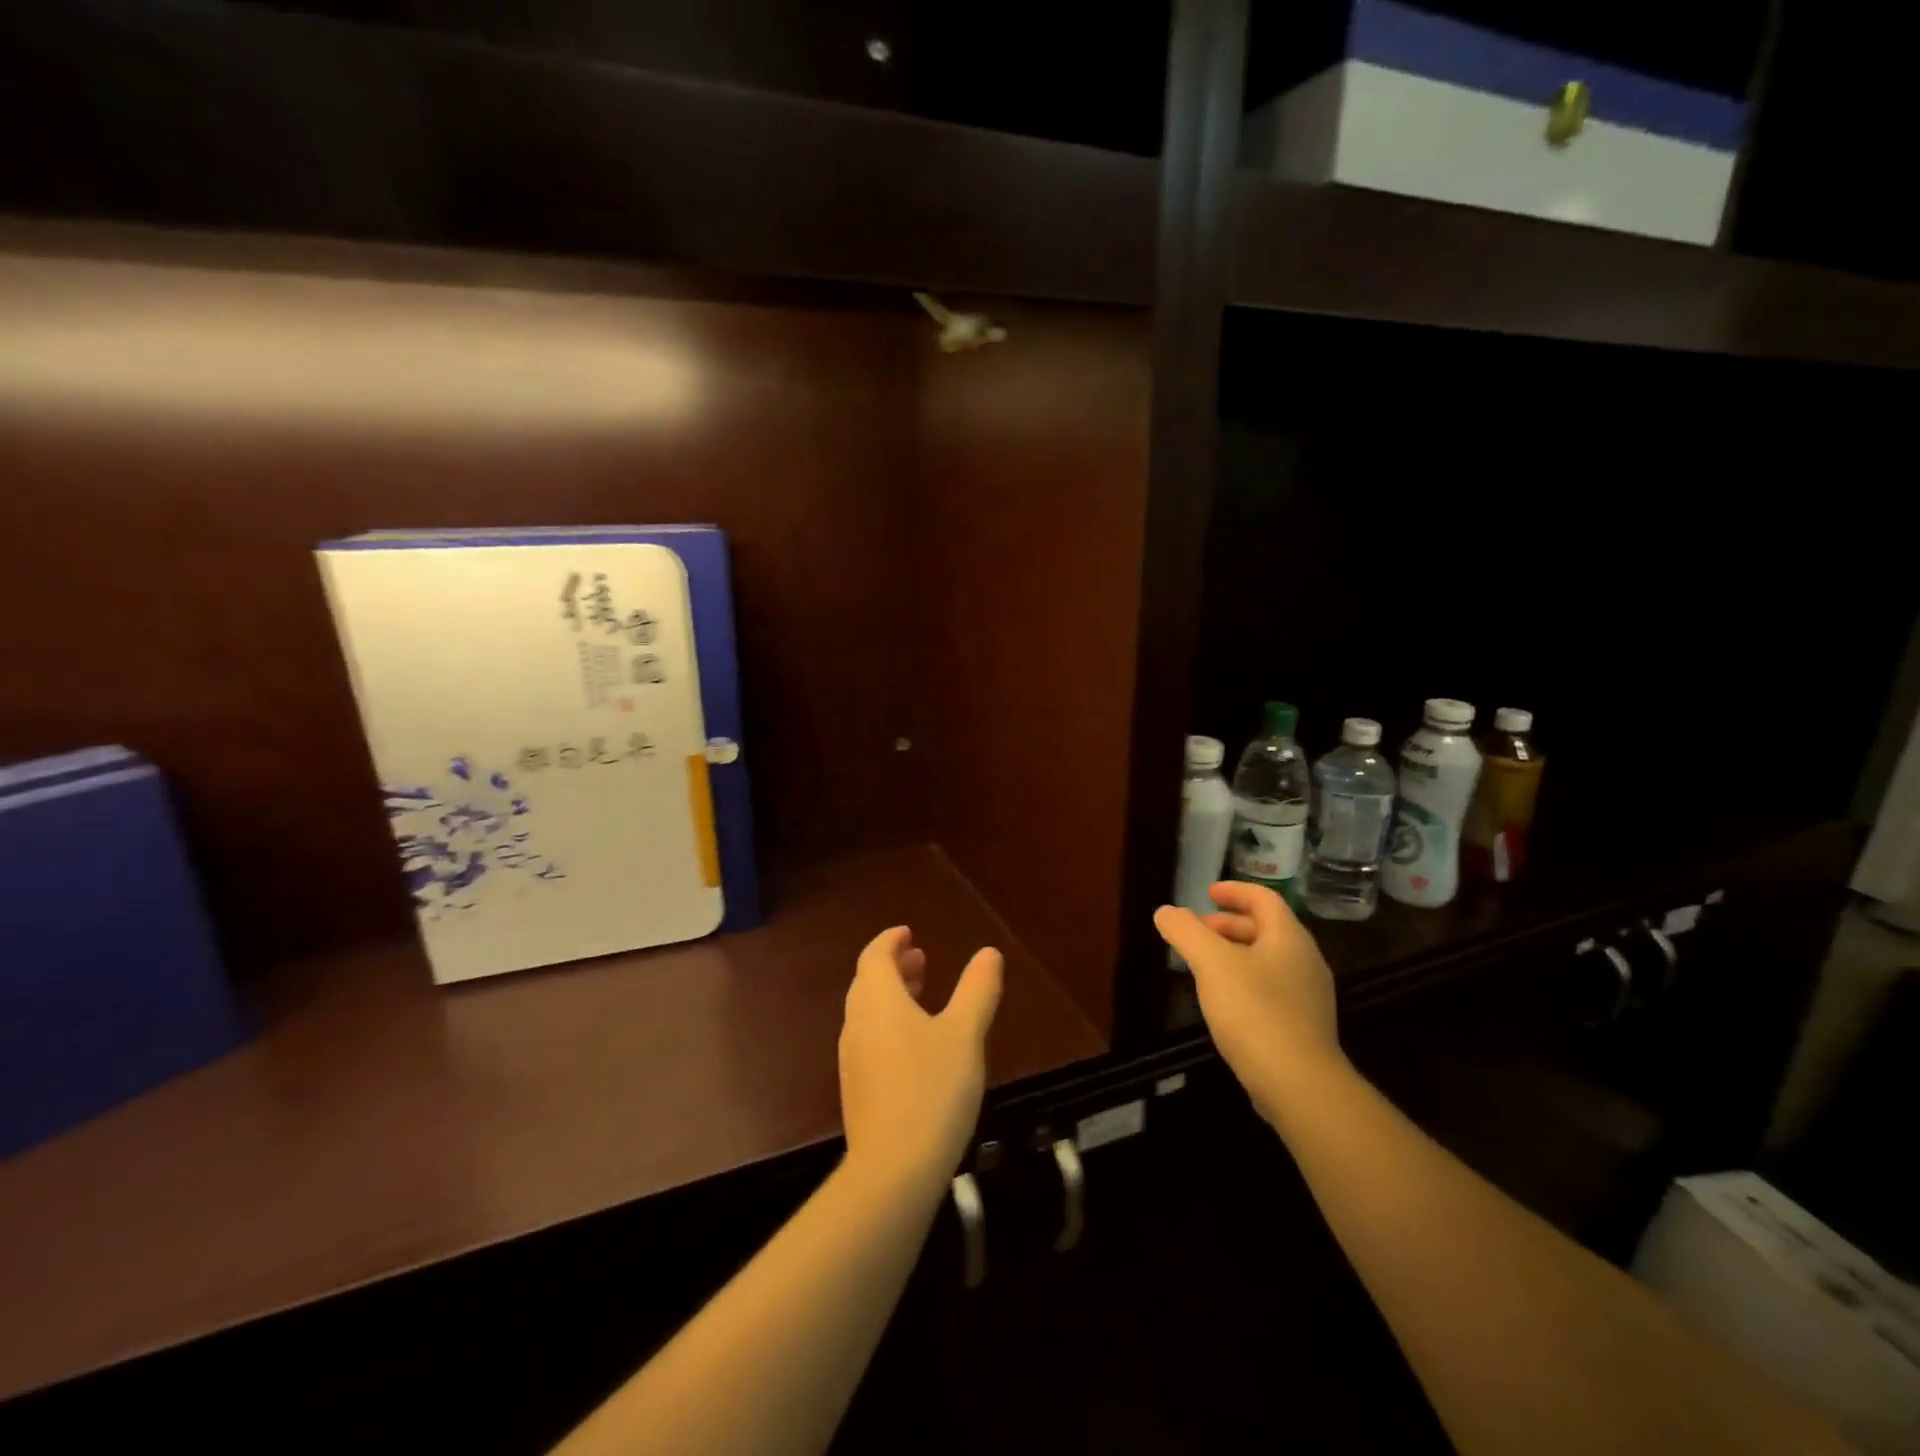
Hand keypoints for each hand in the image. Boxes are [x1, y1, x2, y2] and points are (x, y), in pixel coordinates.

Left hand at [839, 926, 1002, 1200]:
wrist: (893, 1169)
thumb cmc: (932, 1088)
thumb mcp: (965, 1034)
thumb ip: (977, 990)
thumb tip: (989, 953)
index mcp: (878, 1001)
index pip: (874, 956)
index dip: (890, 941)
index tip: (908, 933)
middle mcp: (857, 1024)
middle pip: (868, 983)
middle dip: (893, 967)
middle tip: (921, 959)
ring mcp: (853, 1059)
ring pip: (868, 1013)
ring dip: (892, 996)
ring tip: (922, 996)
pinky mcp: (857, 1090)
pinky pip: (870, 1040)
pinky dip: (889, 1025)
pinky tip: (916, 1047)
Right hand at [1154, 883, 1345, 1125]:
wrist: (1300, 1086)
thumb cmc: (1255, 1012)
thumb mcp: (1212, 964)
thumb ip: (1186, 932)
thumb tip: (1166, 911)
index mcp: (1289, 938)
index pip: (1264, 899)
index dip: (1235, 891)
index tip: (1208, 892)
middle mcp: (1305, 961)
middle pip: (1267, 929)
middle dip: (1230, 924)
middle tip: (1198, 930)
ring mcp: (1308, 996)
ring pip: (1268, 960)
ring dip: (1236, 953)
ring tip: (1204, 964)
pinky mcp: (1303, 1027)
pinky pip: (1272, 989)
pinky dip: (1245, 980)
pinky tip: (1224, 1001)